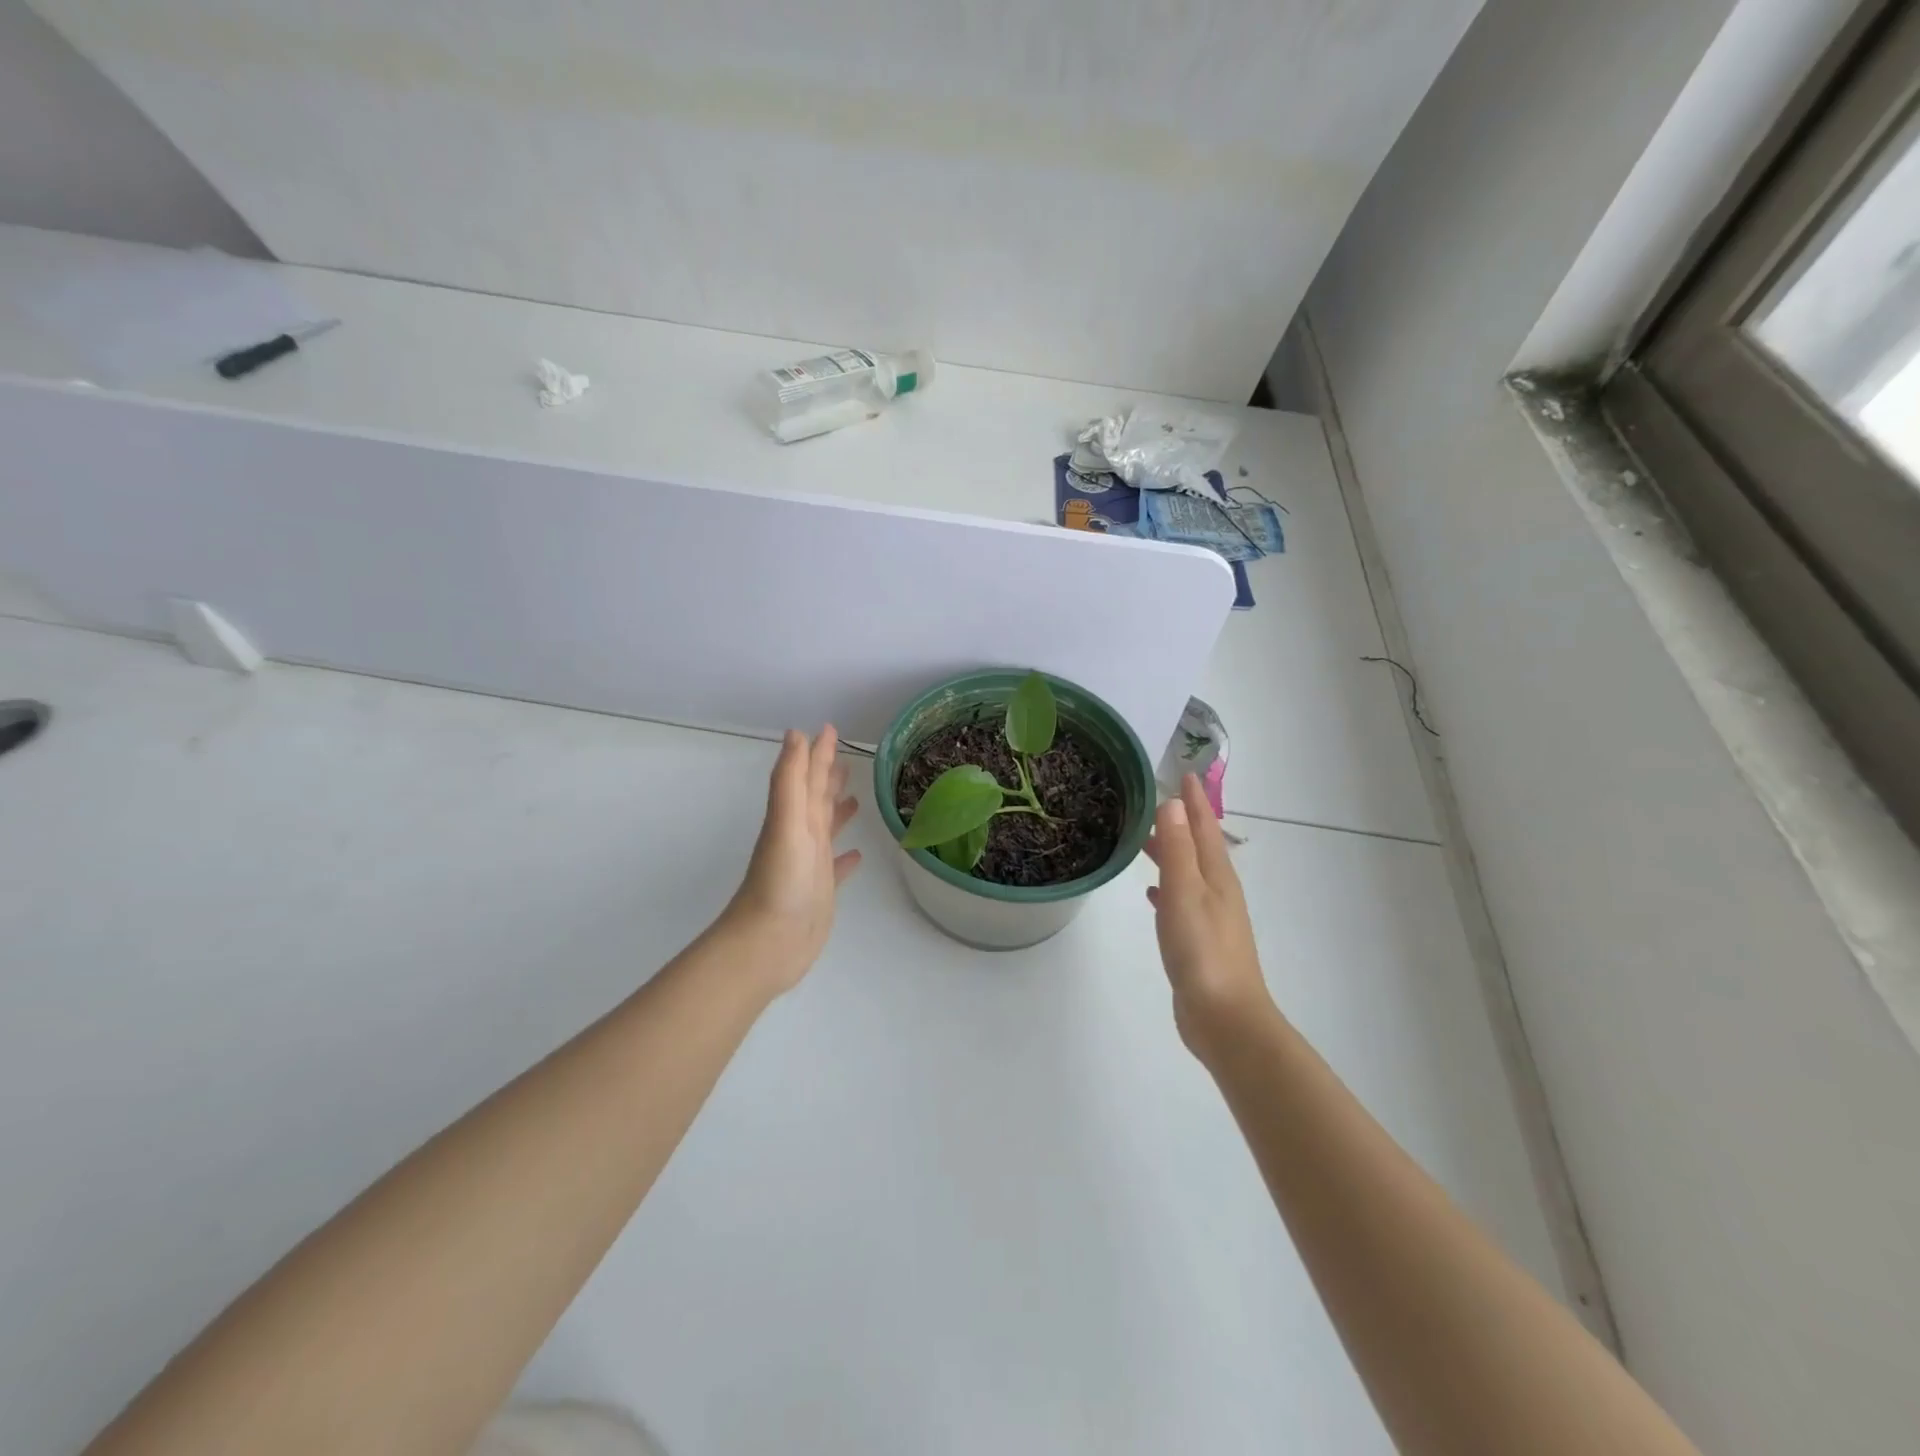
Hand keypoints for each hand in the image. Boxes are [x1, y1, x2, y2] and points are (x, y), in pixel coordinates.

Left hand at [723, 726, 861, 992]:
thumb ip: (791, 780)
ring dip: (838, 811)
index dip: (819, 752)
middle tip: (847, 757)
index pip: (809, 776)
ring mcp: (810, 864)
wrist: (768, 943)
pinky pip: (836, 868)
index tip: (830, 728)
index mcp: (794, 817)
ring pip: (826, 828)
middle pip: (817, 798)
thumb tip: (796, 734)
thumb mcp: (786, 823)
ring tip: (855, 798)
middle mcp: (801, 836)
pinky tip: (856, 856)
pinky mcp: (820, 892)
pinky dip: (846, 858)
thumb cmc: (780, 881)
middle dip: (829, 776)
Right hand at [1144, 774, 1276, 1058]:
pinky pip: (1181, 900)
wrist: (1224, 1018)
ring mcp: (1211, 918)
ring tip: (1147, 841)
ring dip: (1172, 853)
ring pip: (1189, 873)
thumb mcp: (1185, 892)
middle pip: (1200, 847)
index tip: (1185, 773)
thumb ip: (1178, 848)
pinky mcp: (1200, 941)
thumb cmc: (1202, 950)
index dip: (1195, 801)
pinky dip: (1167, 888)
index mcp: (1217, 877)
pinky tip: (1152, 894)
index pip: (1205, 827)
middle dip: (1183, 822)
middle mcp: (1218, 892)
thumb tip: (1174, 802)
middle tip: (1159, 801)